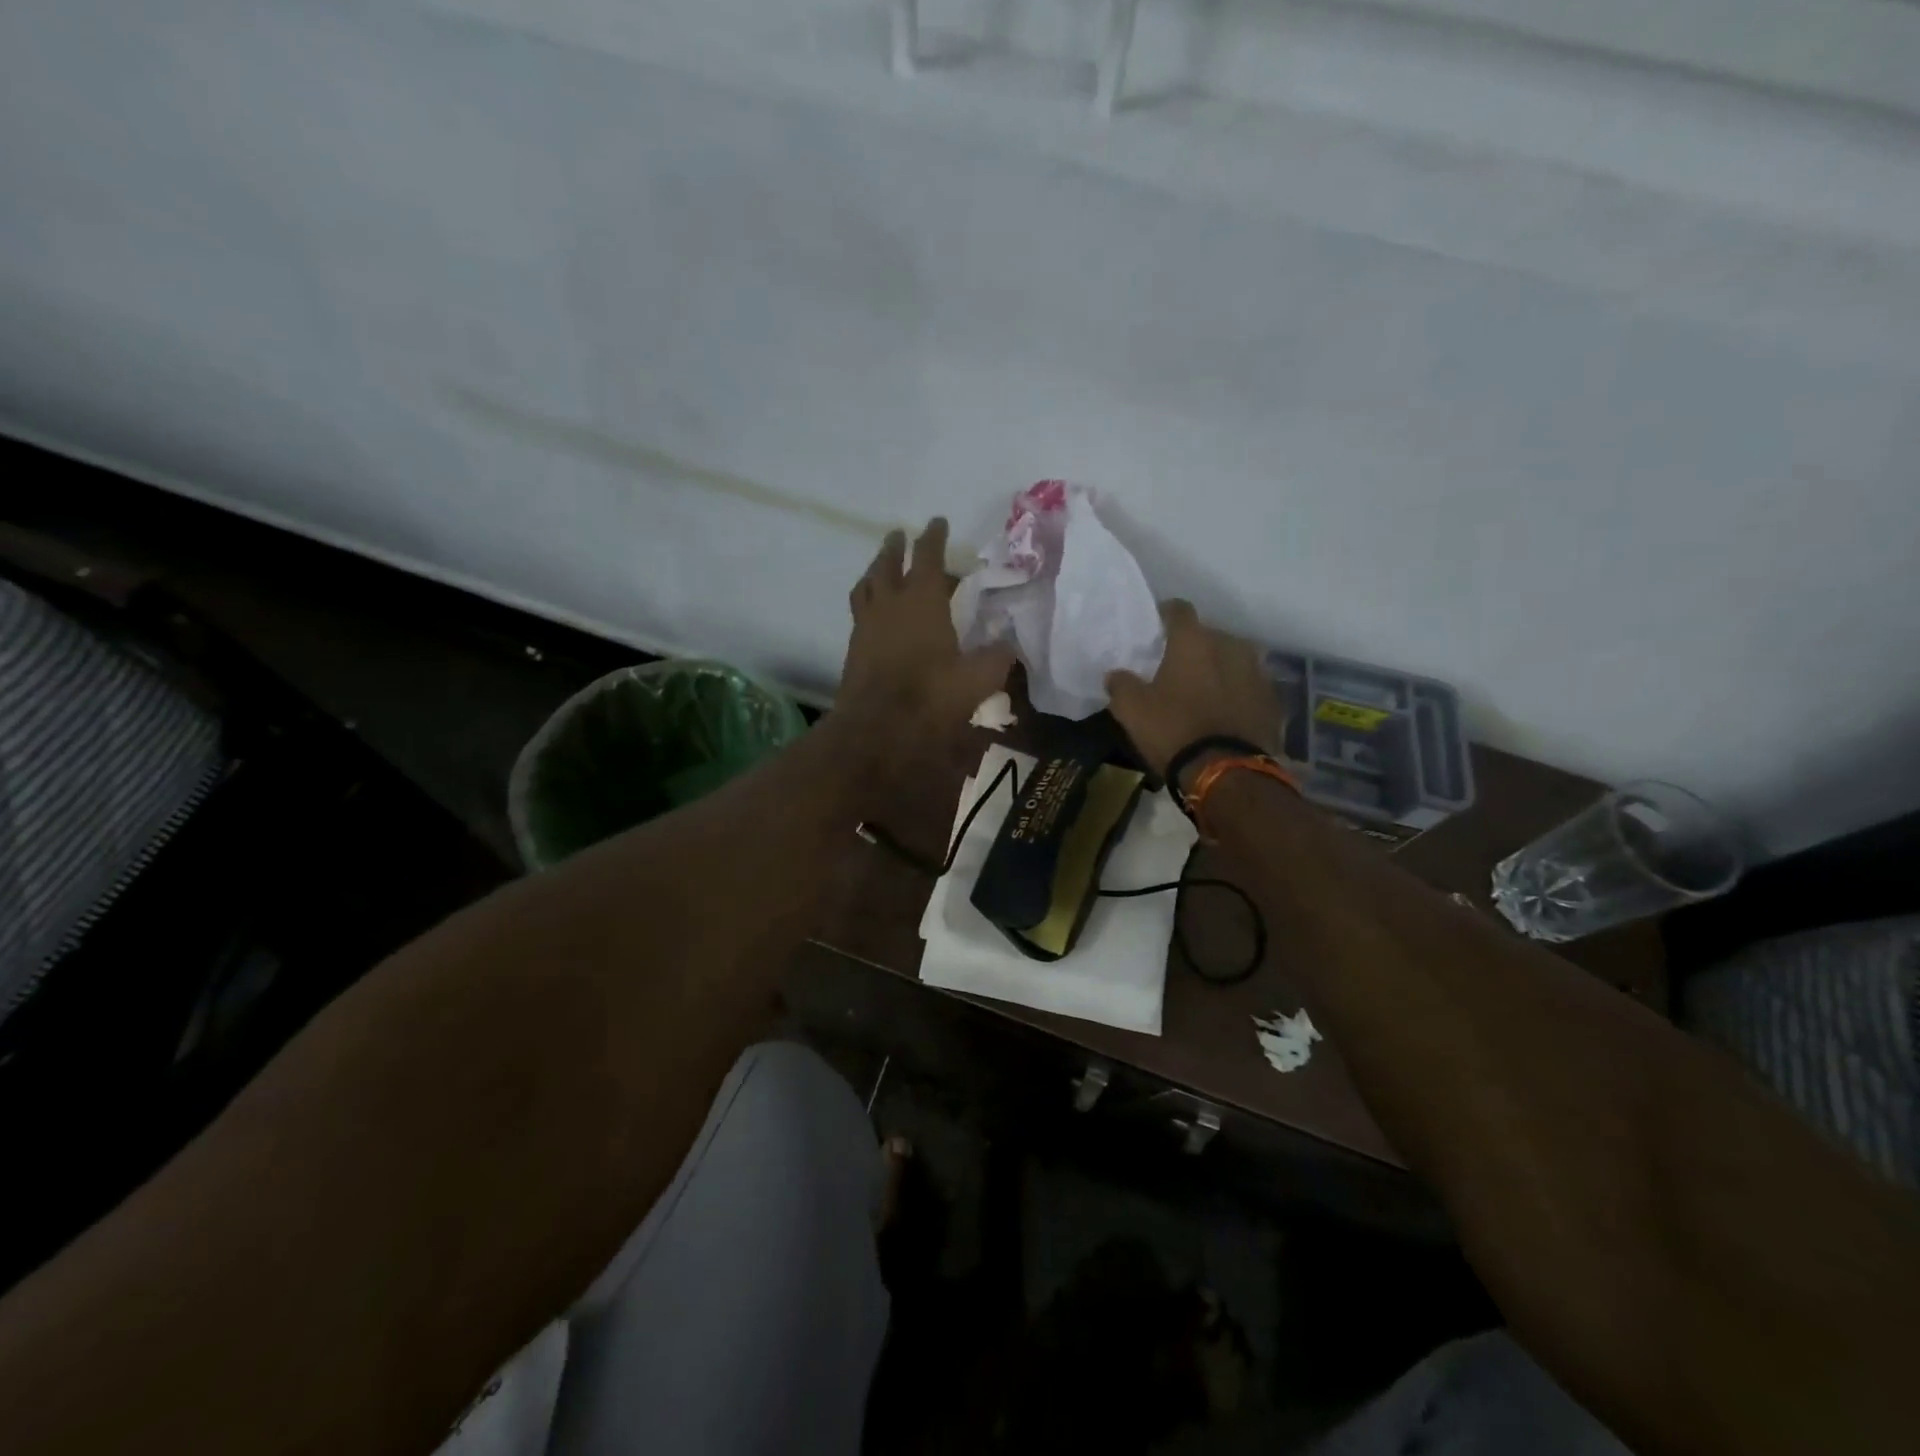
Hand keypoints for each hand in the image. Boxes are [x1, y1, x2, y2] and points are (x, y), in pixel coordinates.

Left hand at [838, 519, 1014, 768]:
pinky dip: (867, 599)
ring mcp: (866, 624)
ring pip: (867, 584)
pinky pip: (859, 610)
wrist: (878, 728)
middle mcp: (890, 604)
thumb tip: (1009, 646)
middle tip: (899, 535)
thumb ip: (997, 658)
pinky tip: (875, 610)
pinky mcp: (854, 647)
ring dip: (875, 569)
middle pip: (887, 564)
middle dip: (895, 547)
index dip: (933, 537)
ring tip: (880, 566)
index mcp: (922, 601)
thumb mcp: (977, 679)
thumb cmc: (931, 696)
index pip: (926, 557)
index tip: (937, 521)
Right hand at [1105, 600, 1282, 784]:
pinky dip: (1238, 693)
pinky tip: (1226, 711)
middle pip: (1210, 635)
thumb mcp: (1131, 709)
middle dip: (1195, 646)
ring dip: (1220, 668)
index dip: (1165, 615)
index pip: (1179, 610)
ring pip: (1234, 659)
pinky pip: (1250, 687)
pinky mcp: (1273, 700)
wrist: (1226, 772)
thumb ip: (1121, 684)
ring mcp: (1257, 672)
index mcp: (1194, 641)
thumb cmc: (1173, 730)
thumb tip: (1116, 674)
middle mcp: (1230, 646)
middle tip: (1177, 666)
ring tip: (1204, 689)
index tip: (1155, 627)